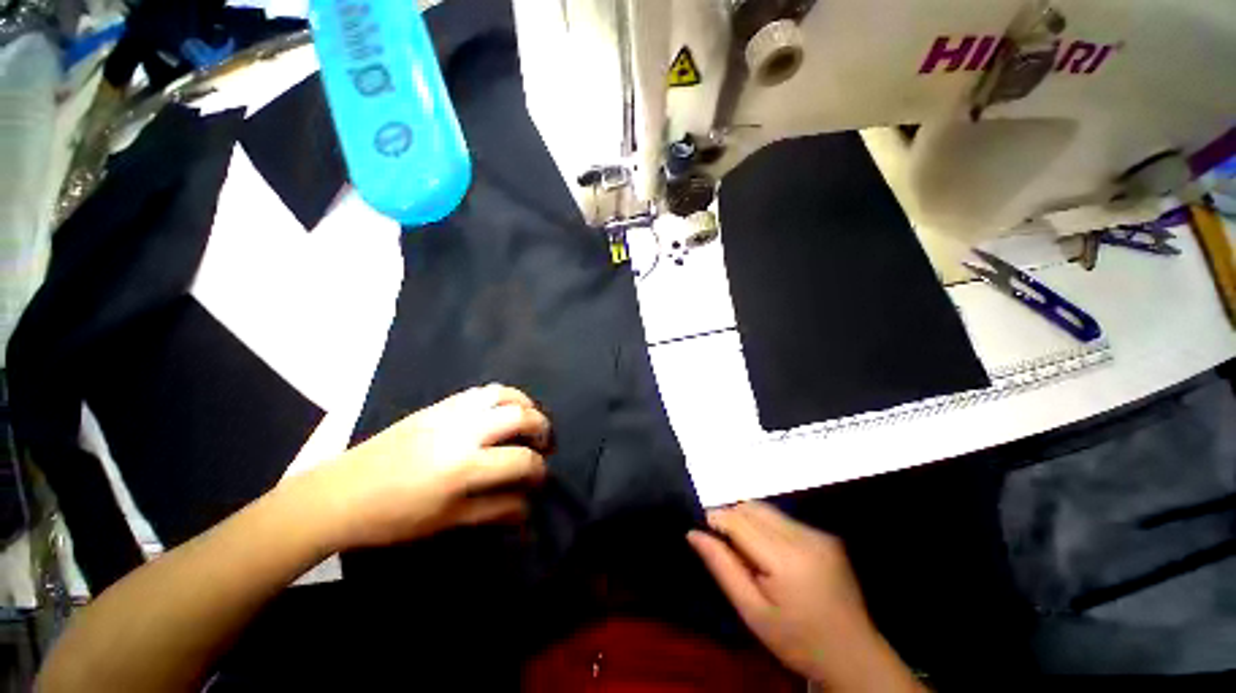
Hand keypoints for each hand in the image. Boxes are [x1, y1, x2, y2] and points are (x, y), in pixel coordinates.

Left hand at [312, 384, 551, 549]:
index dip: (538, 470)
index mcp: (464, 466)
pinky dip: (502, 397)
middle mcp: (464, 431)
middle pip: (521, 416)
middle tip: (543, 444)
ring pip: (504, 394)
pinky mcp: (440, 404)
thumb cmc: (394, 517)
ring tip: (527, 421)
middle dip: (542, 428)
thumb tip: (528, 506)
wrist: (341, 493)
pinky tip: (500, 412)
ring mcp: (451, 412)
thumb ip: (495, 510)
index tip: (539, 478)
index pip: (521, 460)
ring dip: (525, 405)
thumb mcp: (448, 521)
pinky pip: (482, 391)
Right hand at [688, 502, 921, 690]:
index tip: (701, 531)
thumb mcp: (752, 612)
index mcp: (786, 559)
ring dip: (748, 522)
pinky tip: (770, 556)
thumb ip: (722, 567)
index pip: (738, 520)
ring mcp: (818, 534)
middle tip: (724, 547)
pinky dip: (767, 528)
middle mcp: (804, 536)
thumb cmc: (797, 641)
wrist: (854, 656)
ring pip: (767, 510)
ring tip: (747, 553)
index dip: (714, 519)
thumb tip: (693, 533)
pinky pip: (783, 519)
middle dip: (730, 518)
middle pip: (752, 507)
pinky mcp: (825, 536)